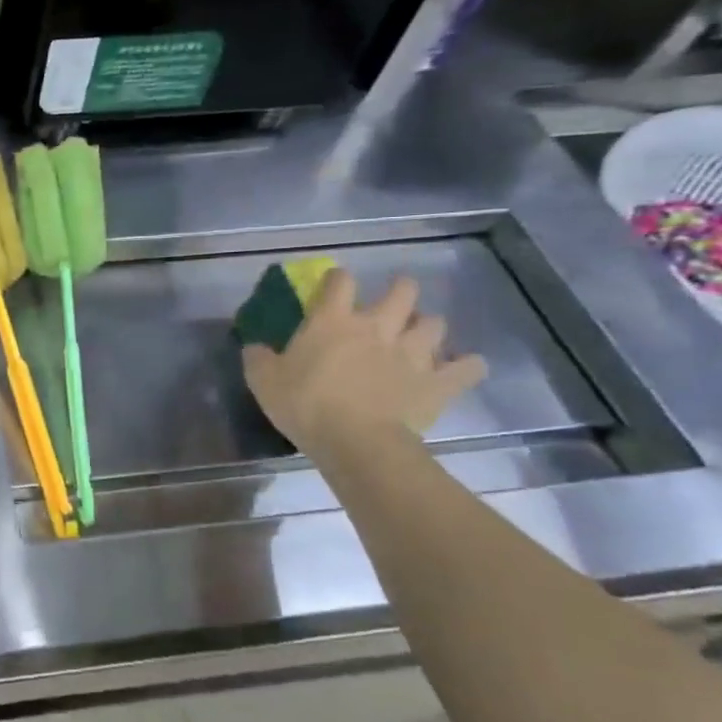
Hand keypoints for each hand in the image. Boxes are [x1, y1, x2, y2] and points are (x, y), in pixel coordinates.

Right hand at [242, 270, 486, 456]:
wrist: (356, 442)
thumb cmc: (305, 405)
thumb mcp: (263, 381)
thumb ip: (258, 358)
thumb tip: (254, 346)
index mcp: (333, 321)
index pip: (339, 282)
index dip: (337, 279)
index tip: (333, 285)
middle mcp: (377, 327)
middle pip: (402, 291)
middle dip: (400, 290)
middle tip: (392, 303)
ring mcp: (412, 353)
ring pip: (435, 324)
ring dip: (428, 327)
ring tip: (419, 338)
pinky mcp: (438, 382)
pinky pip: (467, 368)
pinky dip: (466, 366)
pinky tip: (462, 368)